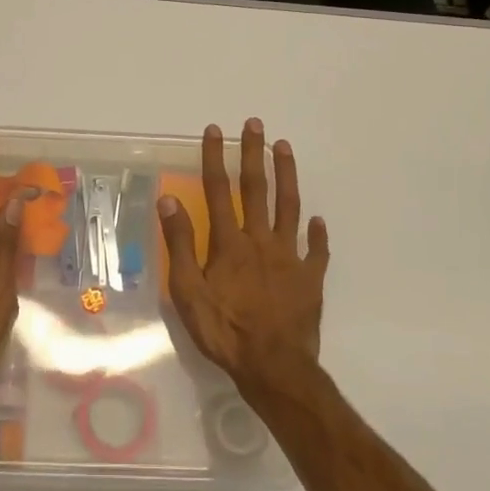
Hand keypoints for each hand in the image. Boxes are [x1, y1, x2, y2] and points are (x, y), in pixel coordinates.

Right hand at [158, 117, 329, 395]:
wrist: (274, 367)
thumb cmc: (224, 331)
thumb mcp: (188, 291)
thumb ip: (181, 244)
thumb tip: (170, 199)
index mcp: (230, 243)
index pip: (218, 190)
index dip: (215, 158)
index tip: (214, 131)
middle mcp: (261, 240)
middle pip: (257, 189)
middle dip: (253, 154)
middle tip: (255, 123)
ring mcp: (290, 257)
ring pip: (290, 207)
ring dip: (287, 175)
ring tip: (285, 147)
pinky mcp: (310, 278)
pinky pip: (316, 250)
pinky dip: (318, 234)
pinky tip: (320, 220)